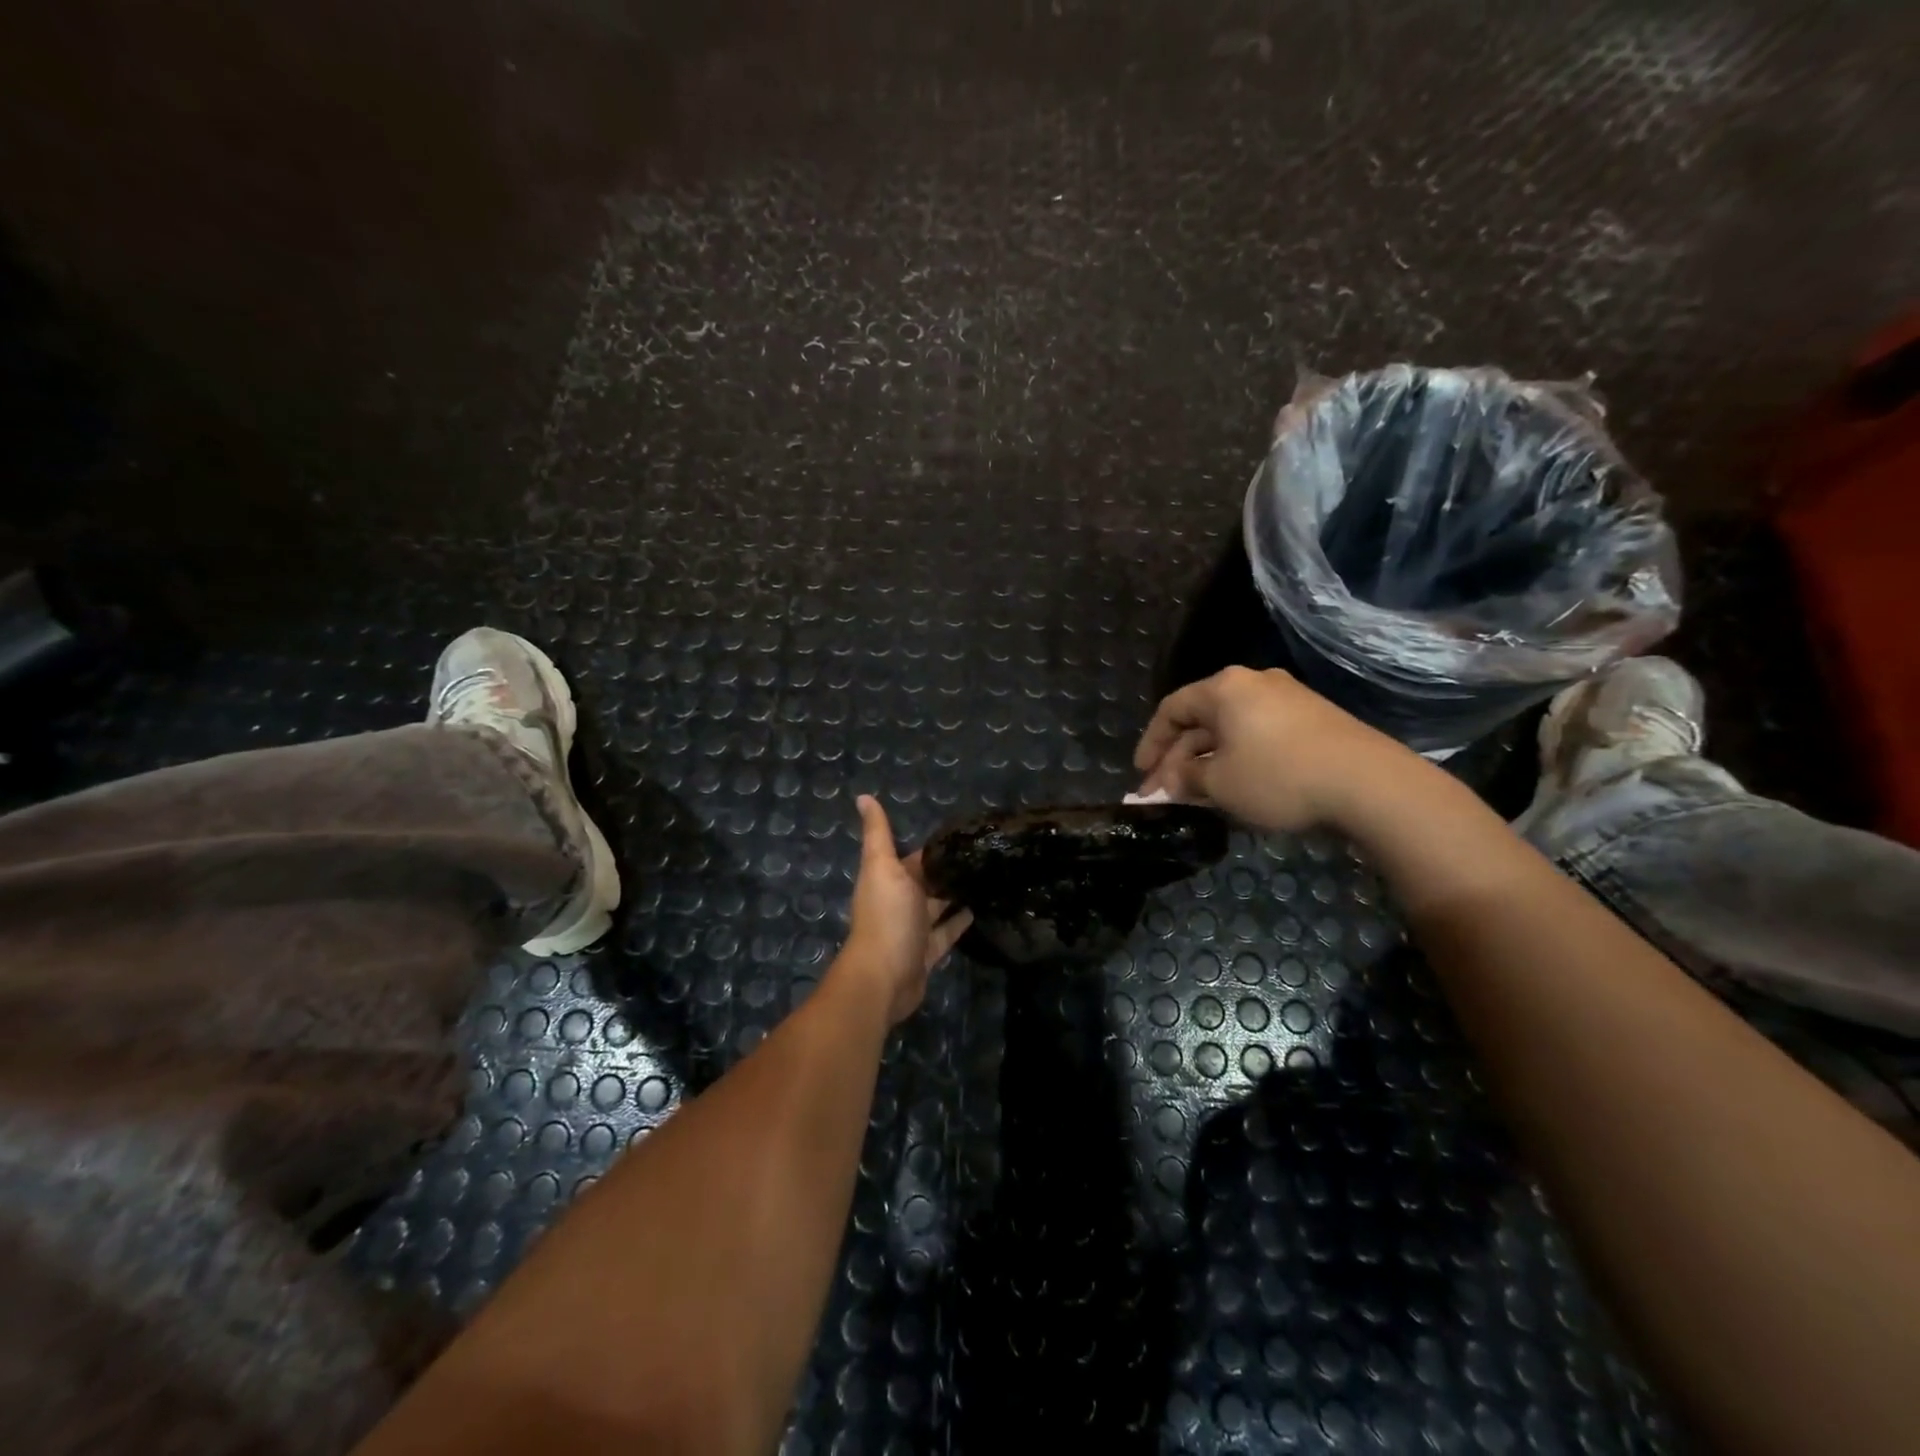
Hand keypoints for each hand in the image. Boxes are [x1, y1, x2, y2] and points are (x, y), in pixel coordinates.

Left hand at [839, 795, 972, 1025]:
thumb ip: (878, 833)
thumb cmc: (886, 916)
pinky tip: (980, 909)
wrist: (885, 977)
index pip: (916, 857)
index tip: (965, 832)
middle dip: (949, 869)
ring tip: (988, 877)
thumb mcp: (882, 867)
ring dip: (956, 894)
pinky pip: (947, 933)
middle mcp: (900, 902)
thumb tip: (863, 796)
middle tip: (984, 854)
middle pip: (928, 881)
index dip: (936, 846)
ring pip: (939, 906)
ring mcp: (914, 929)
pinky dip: (960, 922)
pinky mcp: (928, 952)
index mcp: (889, 879)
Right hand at [1133, 666, 1417, 832]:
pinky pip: (1258, 735)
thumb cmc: (1278, 776)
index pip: (1171, 709)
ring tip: (1198, 795)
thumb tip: (1170, 780)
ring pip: (1231, 730)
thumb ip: (1185, 779)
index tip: (1141, 774)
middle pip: (1202, 720)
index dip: (1151, 743)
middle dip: (1179, 759)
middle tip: (1165, 793)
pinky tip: (1236, 786)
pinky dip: (1238, 758)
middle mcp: (1254, 683)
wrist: (1368, 782)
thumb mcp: (1219, 784)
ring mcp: (1287, 698)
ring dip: (1208, 761)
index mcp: (1224, 688)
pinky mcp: (1312, 719)